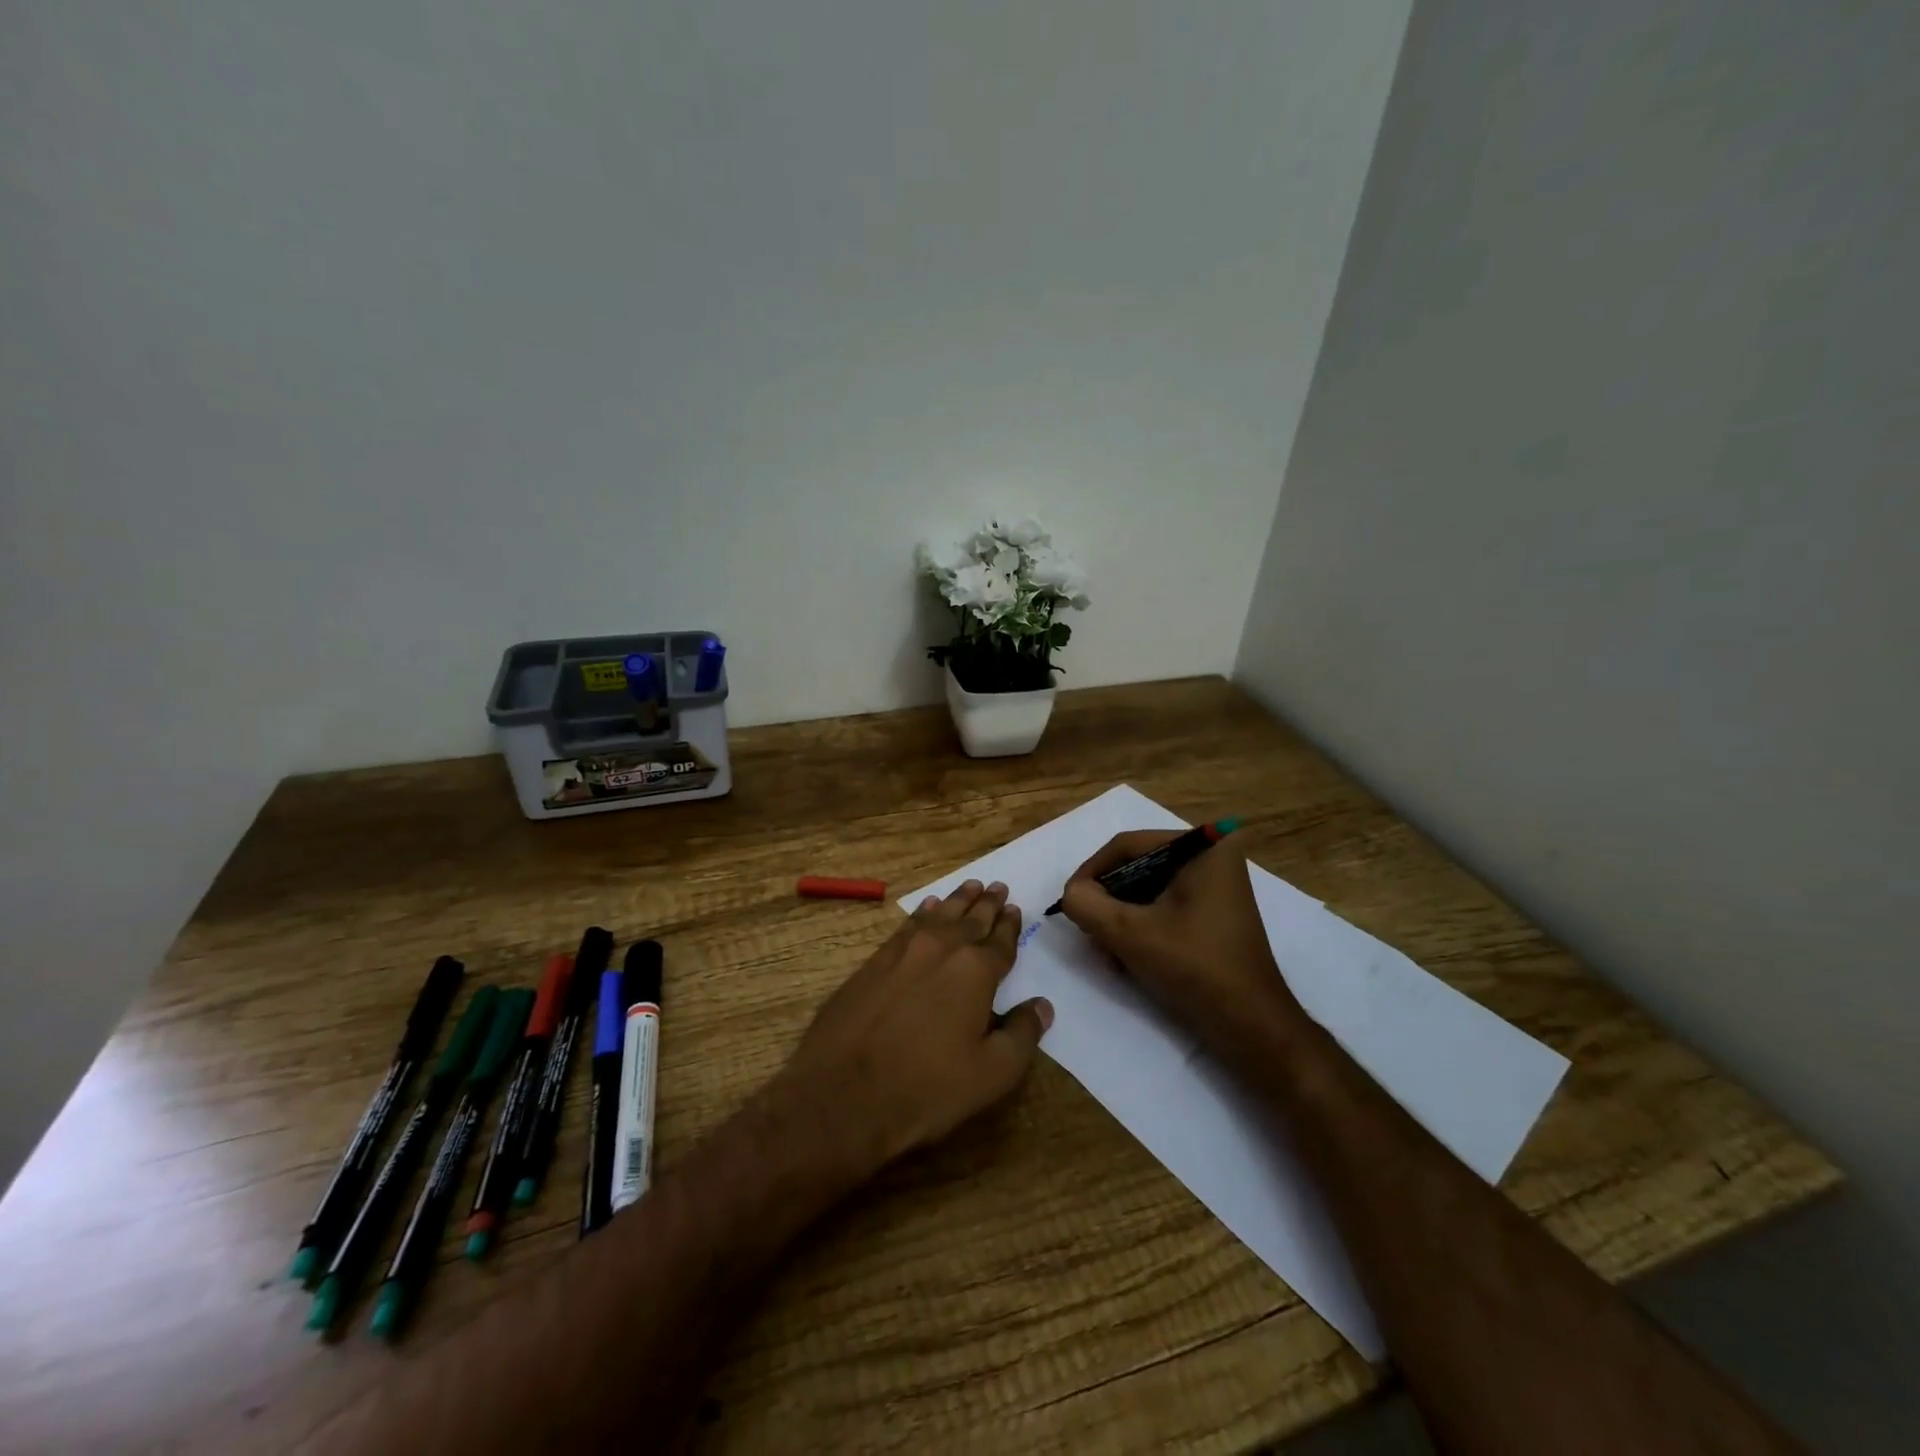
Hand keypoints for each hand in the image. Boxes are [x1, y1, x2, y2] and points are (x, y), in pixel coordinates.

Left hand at [775, 880, 1053, 1179]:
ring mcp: (903, 951)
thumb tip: (1042, 1005)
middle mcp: (942, 949)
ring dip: (958, 900)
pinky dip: (923, 912)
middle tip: (998, 886)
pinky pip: (908, 925)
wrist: (842, 1092)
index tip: (1016, 909)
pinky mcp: (874, 961)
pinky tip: (928, 907)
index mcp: (976, 971)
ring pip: (939, 915)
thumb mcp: (991, 1073)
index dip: (1010, 926)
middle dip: (987, 904)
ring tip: (970, 887)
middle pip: (971, 919)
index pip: (1001, 942)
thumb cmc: (927, 1088)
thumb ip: (1022, 1035)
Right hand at [1059, 831, 1309, 1069]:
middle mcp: (1212, 857)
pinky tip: (1126, 959)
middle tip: (1087, 929)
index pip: (1128, 846)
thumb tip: (1072, 894)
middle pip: (1137, 868)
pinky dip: (1140, 928)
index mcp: (1204, 847)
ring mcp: (1215, 887)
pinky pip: (1163, 908)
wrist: (1251, 1026)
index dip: (1092, 872)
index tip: (1069, 901)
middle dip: (1108, 901)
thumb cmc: (1194, 968)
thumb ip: (1087, 905)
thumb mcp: (1129, 933)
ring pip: (1147, 891)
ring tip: (1106, 951)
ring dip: (1120, 919)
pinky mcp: (1212, 914)